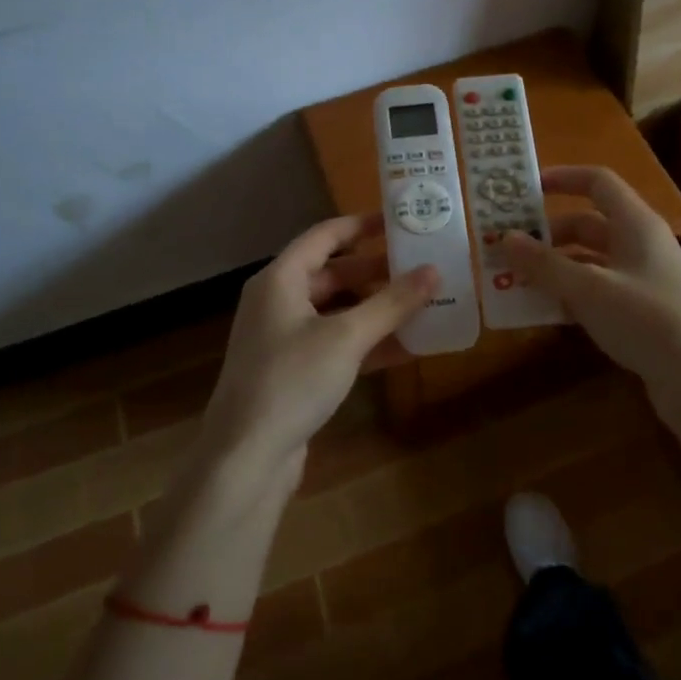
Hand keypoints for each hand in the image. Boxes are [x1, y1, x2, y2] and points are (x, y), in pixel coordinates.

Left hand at [197, 212, 436, 493]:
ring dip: (376, 309)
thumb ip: (392, 303)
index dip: (361, 225)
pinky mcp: (294, 372)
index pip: (324, 236)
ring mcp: (284, 339)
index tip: (399, 221)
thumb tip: (434, 271)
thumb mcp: (347, 337)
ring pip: (337, 311)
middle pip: (333, 274)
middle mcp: (278, 302)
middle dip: (376, 271)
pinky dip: (367, 342)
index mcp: (280, 279)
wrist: (246, 458)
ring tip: (421, 303)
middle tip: (420, 266)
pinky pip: (336, 344)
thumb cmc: (292, 380)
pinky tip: (406, 347)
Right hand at [503, 167, 680, 449]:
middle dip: (546, 234)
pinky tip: (542, 311)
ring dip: (553, 267)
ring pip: (588, 260)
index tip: (524, 189)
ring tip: (514, 281)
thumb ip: (544, 263)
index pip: (597, 182)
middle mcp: (639, 243)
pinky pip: (596, 290)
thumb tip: (504, 237)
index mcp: (635, 223)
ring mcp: (641, 278)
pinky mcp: (640, 310)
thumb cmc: (646, 319)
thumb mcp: (588, 289)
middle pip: (587, 224)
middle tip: (506, 248)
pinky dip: (569, 294)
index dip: (562, 178)